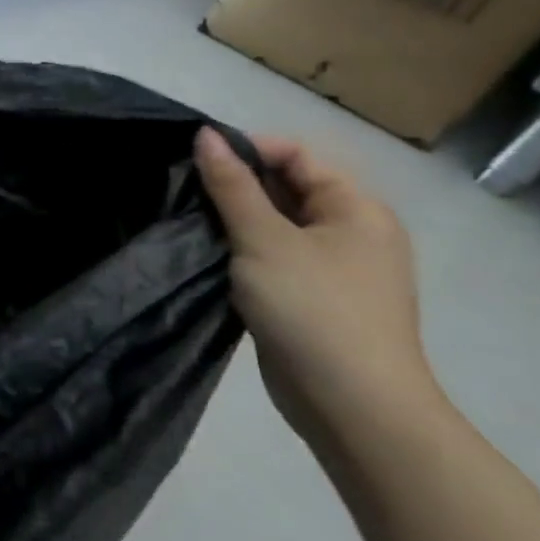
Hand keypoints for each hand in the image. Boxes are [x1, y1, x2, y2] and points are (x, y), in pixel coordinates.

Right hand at [193, 127, 441, 457]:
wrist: (353, 406)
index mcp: (355, 208)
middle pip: (285, 186)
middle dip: (235, 184)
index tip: (195, 160)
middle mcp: (351, 231)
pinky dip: (241, 249)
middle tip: (183, 190)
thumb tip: (206, 134)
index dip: (246, 149)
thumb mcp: (264, 239)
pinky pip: (271, 255)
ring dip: (233, 218)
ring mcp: (332, 266)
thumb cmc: (314, 310)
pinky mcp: (311, 296)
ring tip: (188, 219)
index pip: (296, 155)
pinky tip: (208, 253)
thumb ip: (231, 185)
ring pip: (274, 223)